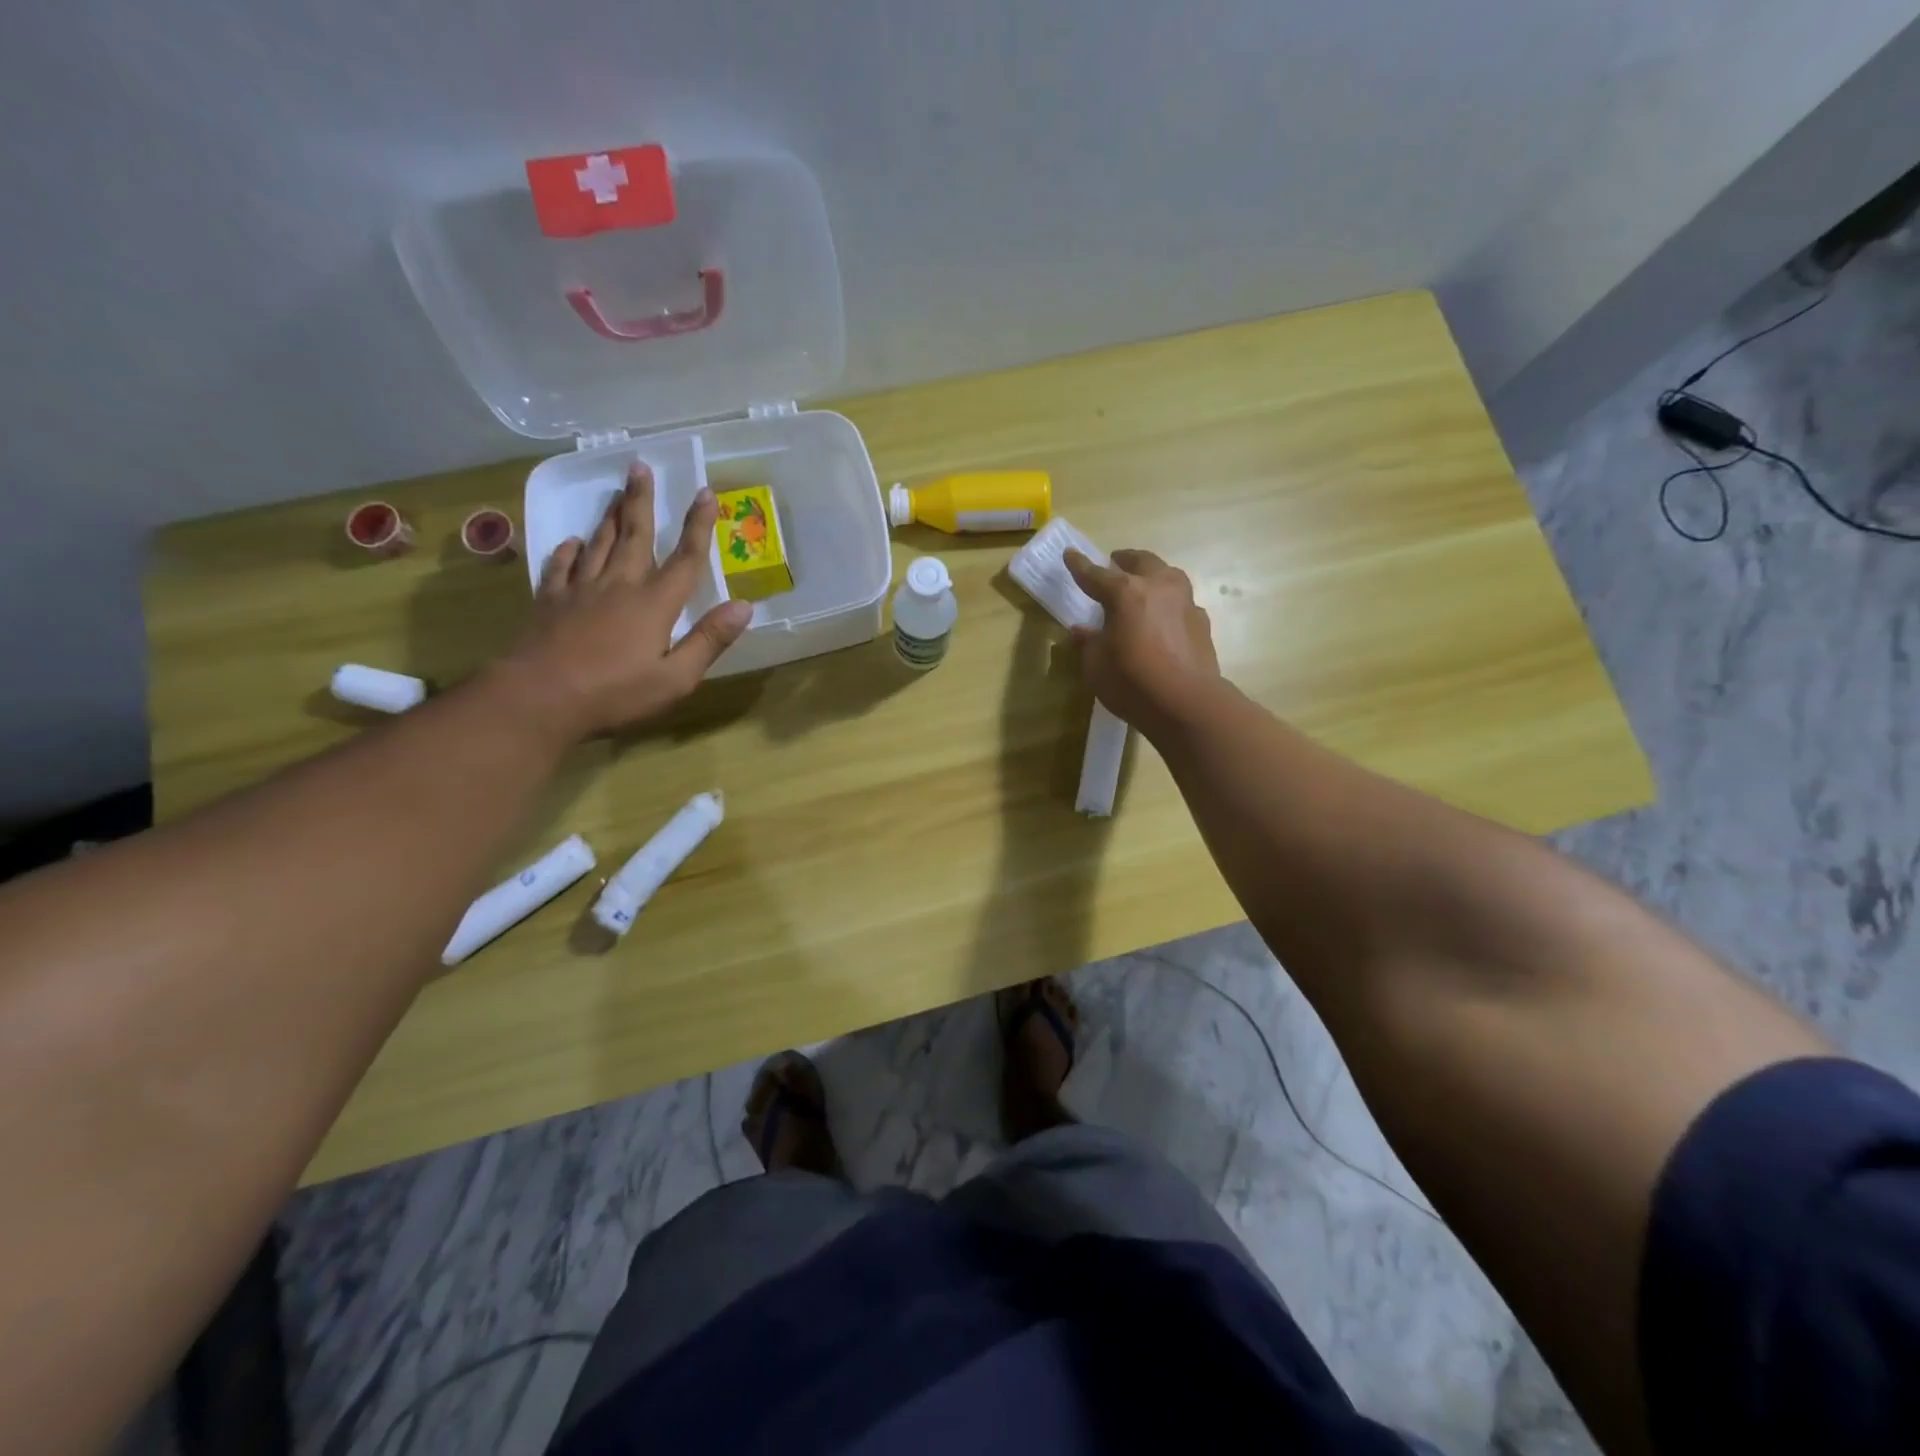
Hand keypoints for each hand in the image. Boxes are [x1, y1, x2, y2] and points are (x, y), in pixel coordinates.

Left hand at [506, 463, 751, 738]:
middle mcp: (619, 586)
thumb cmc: (615, 694)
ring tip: (616, 492)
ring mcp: (580, 591)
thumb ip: (709, 640)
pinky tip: (572, 542)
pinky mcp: (550, 602)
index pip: (685, 558)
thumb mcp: (676, 678)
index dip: (698, 525)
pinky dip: (568, 551)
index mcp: (655, 604)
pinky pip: (561, 567)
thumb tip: (744, 606)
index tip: (706, 493)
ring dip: (609, 516)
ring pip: (598, 543)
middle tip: (641, 466)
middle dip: (642, 500)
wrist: (539, 698)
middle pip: (635, 535)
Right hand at [1064, 548, 1218, 729]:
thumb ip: (1089, 642)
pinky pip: (1181, 602)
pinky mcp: (1201, 622)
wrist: (1187, 704)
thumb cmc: (1132, 682)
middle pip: (1141, 562)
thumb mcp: (1096, 665)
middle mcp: (1158, 587)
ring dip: (1152, 576)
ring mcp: (1185, 602)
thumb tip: (1082, 630)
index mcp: (1126, 593)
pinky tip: (1163, 618)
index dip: (1079, 565)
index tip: (1070, 553)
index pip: (1095, 574)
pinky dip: (1168, 604)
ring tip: (1142, 586)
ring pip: (1167, 576)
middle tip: (1114, 563)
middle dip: (1125, 560)